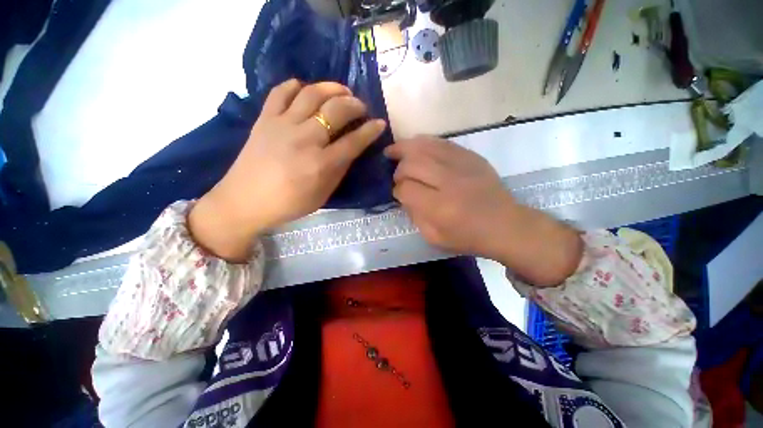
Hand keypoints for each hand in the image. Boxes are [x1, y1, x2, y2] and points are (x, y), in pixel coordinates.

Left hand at [189, 80, 386, 260]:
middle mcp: (305, 139)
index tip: (380, 123)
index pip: (353, 142)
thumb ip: (339, 171)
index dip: (370, 131)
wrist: (244, 201)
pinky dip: (297, 86)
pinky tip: (306, 90)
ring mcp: (282, 125)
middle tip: (361, 107)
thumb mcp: (322, 195)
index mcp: (321, 164)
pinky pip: (281, 92)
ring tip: (342, 91)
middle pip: (336, 111)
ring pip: (312, 94)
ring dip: (332, 88)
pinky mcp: (264, 119)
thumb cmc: (289, 204)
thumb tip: (350, 150)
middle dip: (355, 105)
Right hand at [385, 136, 581, 285]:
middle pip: (412, 164)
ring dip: (405, 148)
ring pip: (424, 147)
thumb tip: (404, 195)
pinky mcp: (471, 156)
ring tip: (394, 150)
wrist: (506, 225)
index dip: (397, 190)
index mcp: (440, 207)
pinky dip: (423, 143)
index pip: (406, 189)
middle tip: (397, 175)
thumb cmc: (469, 237)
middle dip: (398, 169)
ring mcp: (462, 165)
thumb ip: (414, 215)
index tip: (398, 193)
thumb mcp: (434, 237)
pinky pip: (441, 142)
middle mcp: (449, 182)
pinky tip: (415, 146)